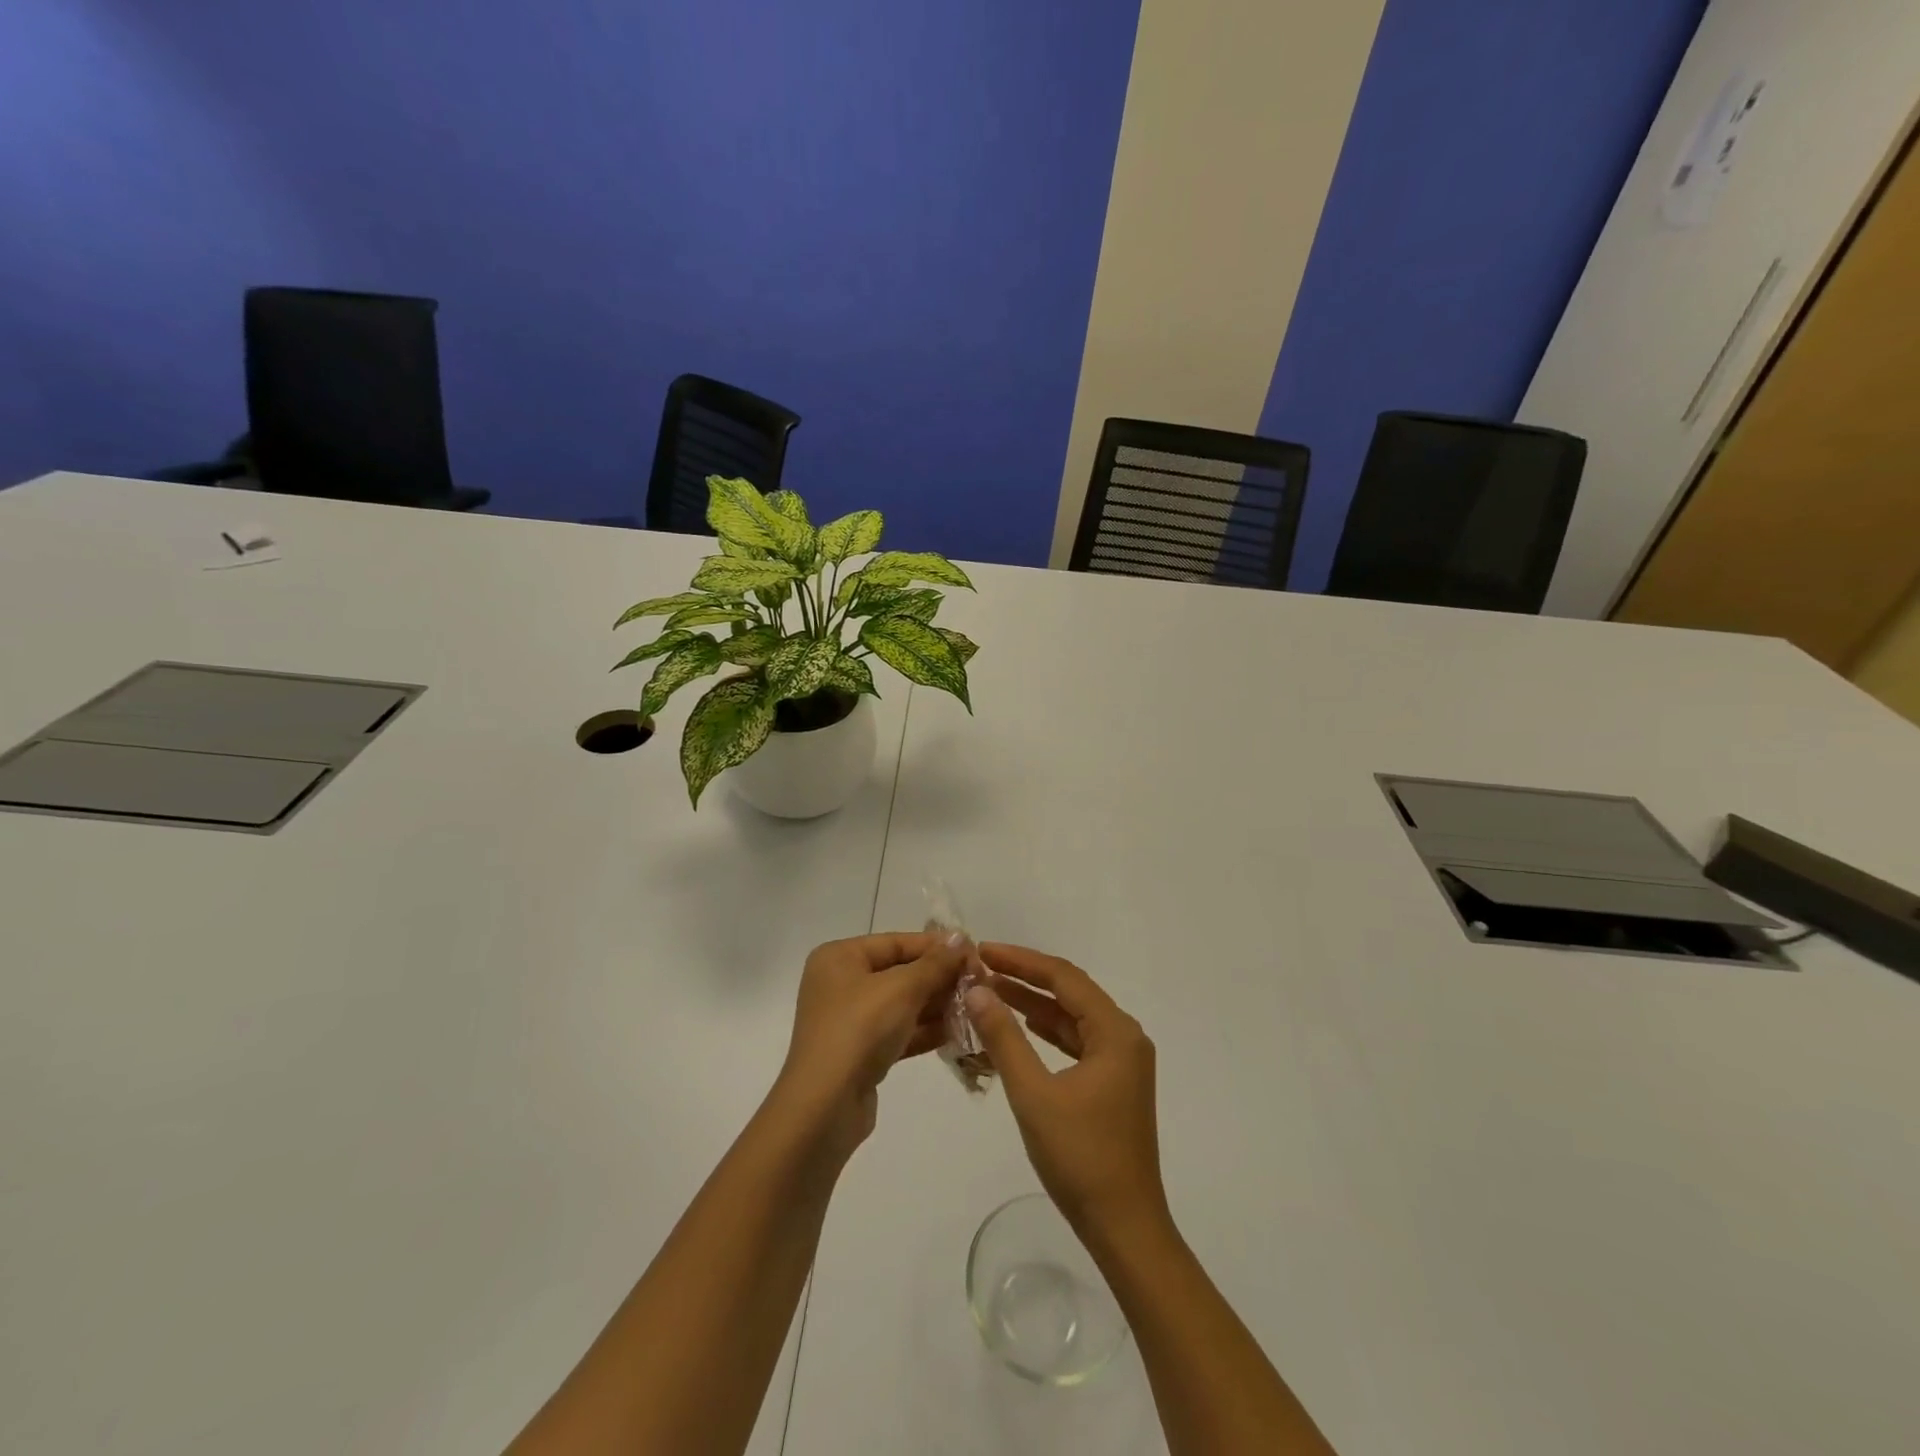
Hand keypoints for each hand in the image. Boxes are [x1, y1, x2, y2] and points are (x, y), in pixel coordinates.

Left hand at [773, 931, 966, 1157]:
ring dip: (938, 1005)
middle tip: (981, 983)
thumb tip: (960, 937)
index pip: (896, 942)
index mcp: (840, 957)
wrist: (825, 1107)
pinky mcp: (861, 1053)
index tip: (975, 953)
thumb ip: (935, 963)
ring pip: (903, 1004)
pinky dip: (926, 1030)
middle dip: (940, 978)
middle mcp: (841, 983)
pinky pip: (900, 1032)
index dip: (937, 947)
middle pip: (900, 972)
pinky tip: (960, 1031)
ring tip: (977, 1006)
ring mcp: (850, 1020)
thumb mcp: (902, 988)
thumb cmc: (860, 1030)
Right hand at [964, 944, 1169, 1244]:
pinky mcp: (1114, 1083)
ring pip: (1072, 1018)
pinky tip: (1019, 1027)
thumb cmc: (1080, 1158)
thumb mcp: (1033, 1094)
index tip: (983, 951)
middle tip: (981, 968)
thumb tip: (975, 990)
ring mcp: (1122, 1061)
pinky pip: (1076, 1042)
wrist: (1124, 1228)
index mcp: (1115, 1032)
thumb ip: (1004, 1038)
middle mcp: (1125, 1037)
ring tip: (990, 992)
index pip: (1063, 977)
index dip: (1021, 960)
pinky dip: (1046, 1032)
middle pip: (1070, 992)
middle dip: (1025, 978)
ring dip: (1034, 1005)